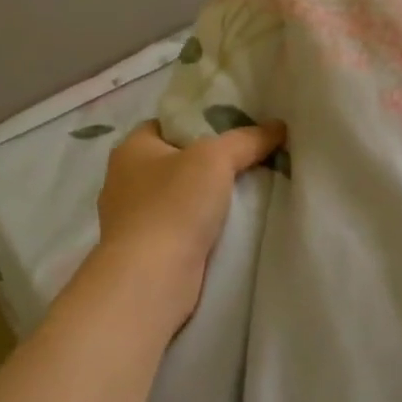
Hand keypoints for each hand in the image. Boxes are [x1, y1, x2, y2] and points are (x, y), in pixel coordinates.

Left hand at [93, 120, 286, 333]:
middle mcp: (124, 180)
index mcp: (131, 149)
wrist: (150, 279)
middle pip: (174, 160)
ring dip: (204, 198)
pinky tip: (226, 227)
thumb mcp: (217, 158)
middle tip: (248, 159)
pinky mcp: (143, 250)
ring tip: (245, 193)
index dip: (199, 122)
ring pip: (177, 196)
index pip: (167, 123)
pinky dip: (198, 226)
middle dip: (207, 162)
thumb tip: (278, 126)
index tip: (233, 129)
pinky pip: (177, 226)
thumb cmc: (175, 205)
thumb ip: (248, 139)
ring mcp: (130, 218)